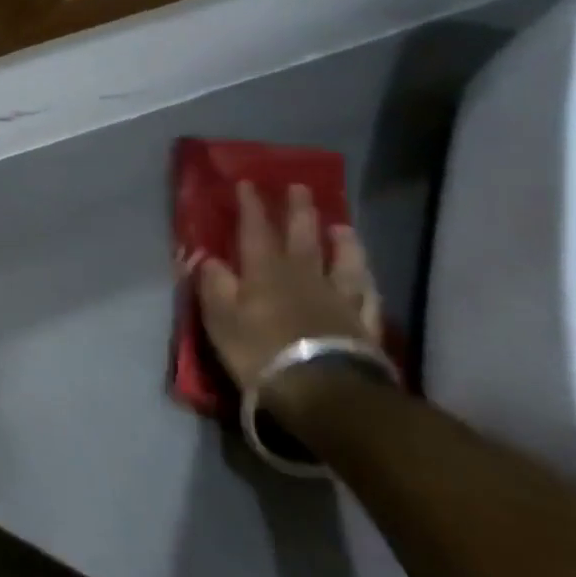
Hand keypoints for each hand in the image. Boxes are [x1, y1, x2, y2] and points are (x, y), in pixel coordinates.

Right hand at [193, 183, 381, 405]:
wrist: (325, 393)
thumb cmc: (260, 352)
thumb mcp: (220, 319)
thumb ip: (213, 285)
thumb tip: (209, 258)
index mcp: (265, 272)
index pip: (255, 230)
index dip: (251, 206)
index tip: (247, 183)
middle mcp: (304, 277)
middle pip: (302, 238)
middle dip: (298, 211)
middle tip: (299, 188)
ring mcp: (339, 301)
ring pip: (343, 262)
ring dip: (341, 242)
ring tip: (341, 226)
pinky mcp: (364, 326)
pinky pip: (366, 296)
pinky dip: (365, 282)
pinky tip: (367, 277)